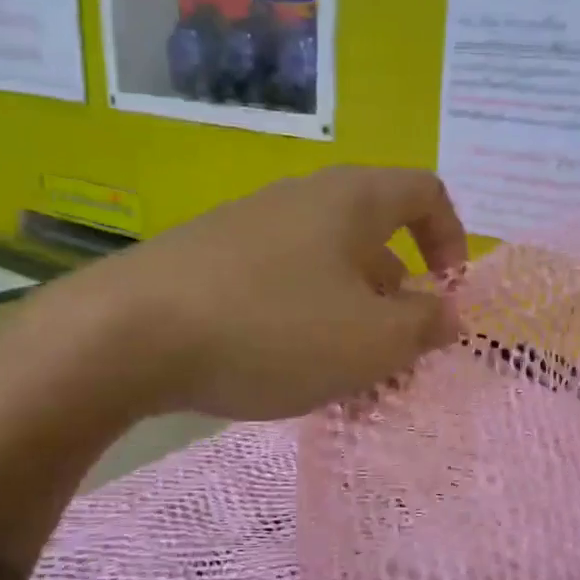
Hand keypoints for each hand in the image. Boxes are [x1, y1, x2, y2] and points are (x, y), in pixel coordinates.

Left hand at [91, 166, 467, 420]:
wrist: (127, 335)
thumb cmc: (273, 328)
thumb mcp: (371, 341)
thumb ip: (424, 326)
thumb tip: (447, 313)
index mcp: (351, 201)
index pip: (425, 192)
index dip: (452, 239)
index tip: (448, 296)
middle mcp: (302, 200)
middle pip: (374, 242)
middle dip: (397, 304)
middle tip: (395, 363)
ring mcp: (250, 230)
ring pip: (326, 275)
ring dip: (349, 325)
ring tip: (344, 386)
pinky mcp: (210, 264)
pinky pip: (280, 289)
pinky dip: (302, 327)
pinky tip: (286, 374)